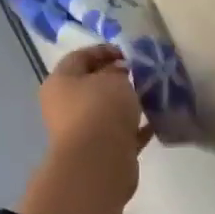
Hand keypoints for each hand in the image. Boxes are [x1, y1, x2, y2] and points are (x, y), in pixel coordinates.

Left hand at [18, 46, 150, 213]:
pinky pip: (119, 134)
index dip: (104, 51)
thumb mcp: (114, 79)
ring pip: (106, 112)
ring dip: (127, 105)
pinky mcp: (98, 152)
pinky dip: (134, 128)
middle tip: (141, 75)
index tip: (128, 54)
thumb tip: (119, 75)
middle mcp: (65, 106)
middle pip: (91, 86)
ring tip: (151, 97)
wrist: (99, 162)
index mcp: (60, 82)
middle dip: (117, 79)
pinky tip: (154, 122)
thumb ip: (118, 72)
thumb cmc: (101, 110)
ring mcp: (81, 131)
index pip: (79, 57)